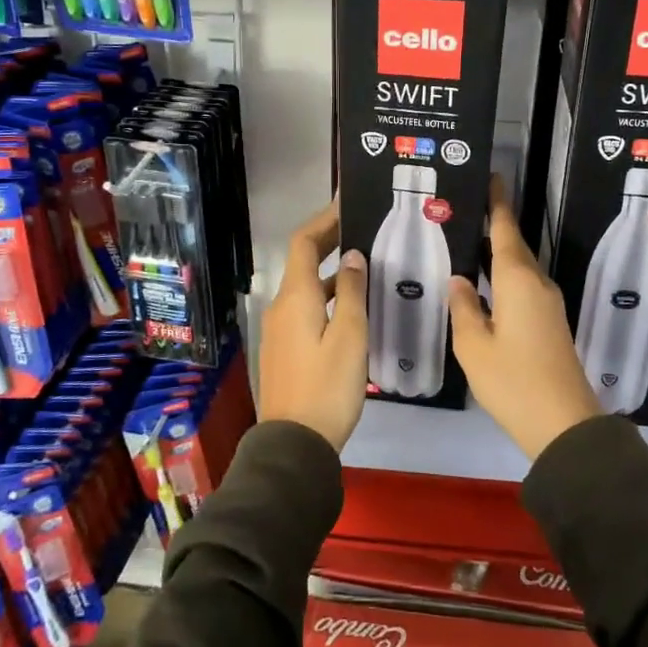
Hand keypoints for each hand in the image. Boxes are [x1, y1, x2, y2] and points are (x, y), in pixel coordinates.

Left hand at [257, 200, 369, 451]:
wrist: (294, 444)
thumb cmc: (327, 386)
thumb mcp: (350, 336)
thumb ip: (352, 292)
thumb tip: (352, 255)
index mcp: (296, 297)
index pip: (304, 242)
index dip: (324, 219)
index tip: (347, 202)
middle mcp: (282, 306)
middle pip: (303, 262)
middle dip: (329, 240)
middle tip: (363, 226)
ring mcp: (280, 329)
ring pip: (306, 287)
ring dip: (332, 271)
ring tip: (366, 264)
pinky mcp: (285, 349)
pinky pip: (306, 308)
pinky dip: (327, 295)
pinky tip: (353, 306)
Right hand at [449, 176, 601, 461]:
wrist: (564, 424)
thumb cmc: (513, 381)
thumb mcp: (474, 346)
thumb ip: (464, 308)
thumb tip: (459, 280)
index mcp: (518, 281)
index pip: (505, 230)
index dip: (497, 204)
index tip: (492, 177)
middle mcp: (537, 284)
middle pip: (515, 246)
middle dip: (495, 225)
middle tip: (467, 210)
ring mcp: (548, 305)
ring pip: (520, 268)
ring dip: (499, 253)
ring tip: (469, 243)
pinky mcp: (550, 324)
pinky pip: (524, 287)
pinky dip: (505, 277)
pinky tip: (486, 286)